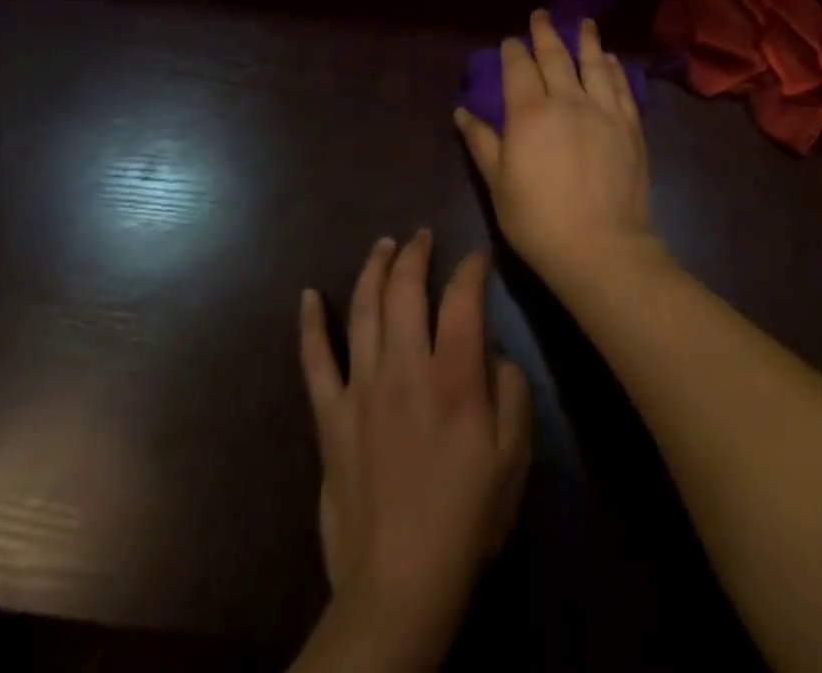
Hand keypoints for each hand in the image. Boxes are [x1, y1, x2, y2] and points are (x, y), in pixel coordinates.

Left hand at [299, 232, 530, 667]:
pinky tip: (308, 295)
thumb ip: (511, 391)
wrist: (398, 585)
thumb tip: (493, 352)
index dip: (471, 268)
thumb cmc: (466, 517)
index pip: (461, 298)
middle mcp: (404, 370)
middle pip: (405, 291)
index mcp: (453, 378)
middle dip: (415, 253)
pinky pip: (315, 361)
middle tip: (422, 235)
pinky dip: (310, 325)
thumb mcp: (514, 456)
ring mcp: (361, 390)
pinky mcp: (330, 418)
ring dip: (373, 270)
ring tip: (383, 245)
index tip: (477, 259)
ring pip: (362, 311)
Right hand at [454, 11, 659, 294]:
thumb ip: (482, 143)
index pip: (519, 69)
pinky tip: (611, 60)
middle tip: (542, 15)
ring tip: (584, 23)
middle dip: (546, 33)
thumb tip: (462, 112)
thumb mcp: (498, 185)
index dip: (514, 51)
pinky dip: (614, 69)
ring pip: (594, 64)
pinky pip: (620, 87)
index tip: (511, 41)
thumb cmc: (538, 221)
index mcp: (530, 113)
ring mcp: (603, 111)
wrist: (601, 246)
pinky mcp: (629, 125)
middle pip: (556, 57)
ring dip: (587, 40)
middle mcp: (567, 101)